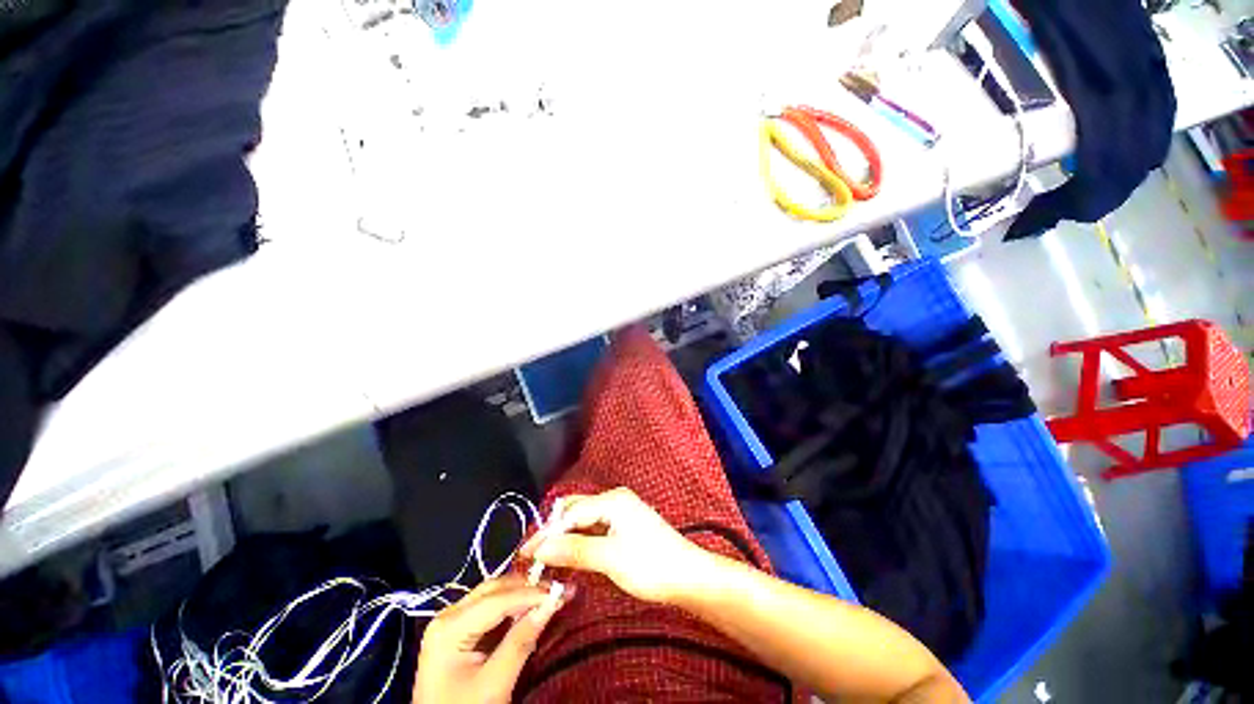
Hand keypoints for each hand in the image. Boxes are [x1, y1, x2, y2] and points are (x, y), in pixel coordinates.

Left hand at [414, 576, 565, 703]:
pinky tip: (529, 606)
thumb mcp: (494, 684)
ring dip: (521, 592)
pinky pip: (488, 607)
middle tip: (558, 588)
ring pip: (492, 594)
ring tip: (548, 593)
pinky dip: (511, 605)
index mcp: (449, 627)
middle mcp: (447, 615)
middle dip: (527, 587)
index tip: (561, 591)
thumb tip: (551, 604)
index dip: (531, 593)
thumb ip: (521, 642)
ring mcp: (450, 621)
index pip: (497, 599)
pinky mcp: (457, 631)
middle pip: (493, 589)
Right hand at [519, 487, 711, 603]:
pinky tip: (569, 557)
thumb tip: (541, 548)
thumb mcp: (610, 558)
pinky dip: (579, 542)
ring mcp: (619, 512)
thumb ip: (574, 550)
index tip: (525, 554)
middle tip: (534, 557)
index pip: (570, 513)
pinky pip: (594, 529)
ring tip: (547, 560)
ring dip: (566, 538)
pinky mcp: (623, 526)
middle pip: (575, 511)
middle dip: (554, 532)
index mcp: (612, 500)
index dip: (547, 533)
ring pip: (583, 521)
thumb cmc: (651, 565)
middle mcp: (614, 500)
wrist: (687, 576)